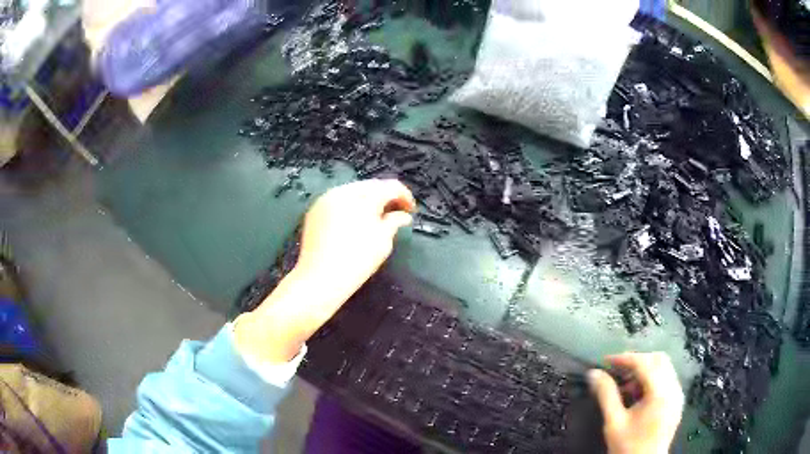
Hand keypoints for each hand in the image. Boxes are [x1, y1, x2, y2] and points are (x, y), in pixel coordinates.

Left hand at [234, 179, 414, 362]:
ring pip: (353, 191)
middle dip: (385, 196)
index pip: (390, 187)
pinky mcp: (315, 209)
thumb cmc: (357, 261)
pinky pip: (338, 200)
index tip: (411, 210)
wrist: (320, 278)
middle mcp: (343, 191)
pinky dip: (351, 205)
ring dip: (368, 199)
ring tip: (376, 216)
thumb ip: (394, 222)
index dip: (404, 196)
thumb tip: (402, 215)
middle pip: (370, 185)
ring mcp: (326, 199)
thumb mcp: (383, 242)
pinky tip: (355, 220)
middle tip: (396, 212)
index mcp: (363, 197)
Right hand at [589, 353, 683, 453]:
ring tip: (625, 385)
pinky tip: (638, 394)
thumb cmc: (628, 446)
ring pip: (664, 368)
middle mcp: (673, 388)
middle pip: (658, 359)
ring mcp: (677, 394)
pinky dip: (652, 379)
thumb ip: (606, 395)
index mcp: (660, 392)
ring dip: (644, 369)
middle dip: (636, 360)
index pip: (644, 363)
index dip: (624, 358)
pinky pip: (667, 380)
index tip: (605, 361)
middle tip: (616, 370)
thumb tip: (593, 373)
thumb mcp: (614, 422)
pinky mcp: (677, 402)